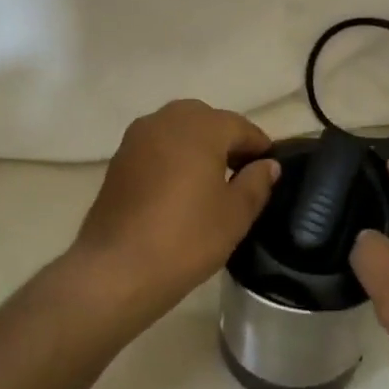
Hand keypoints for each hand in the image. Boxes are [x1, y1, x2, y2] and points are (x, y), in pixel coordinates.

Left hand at [69, 100, 278, 326]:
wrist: (118, 268)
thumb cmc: (187, 238)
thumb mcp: (235, 214)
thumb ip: (256, 183)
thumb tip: (268, 165)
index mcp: (200, 127)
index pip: (239, 126)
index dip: (259, 145)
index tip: (270, 166)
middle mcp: (165, 120)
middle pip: (205, 119)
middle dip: (225, 139)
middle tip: (241, 171)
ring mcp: (136, 138)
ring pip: (177, 129)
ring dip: (197, 145)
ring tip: (211, 179)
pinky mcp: (118, 159)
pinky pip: (155, 146)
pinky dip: (172, 156)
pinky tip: (180, 187)